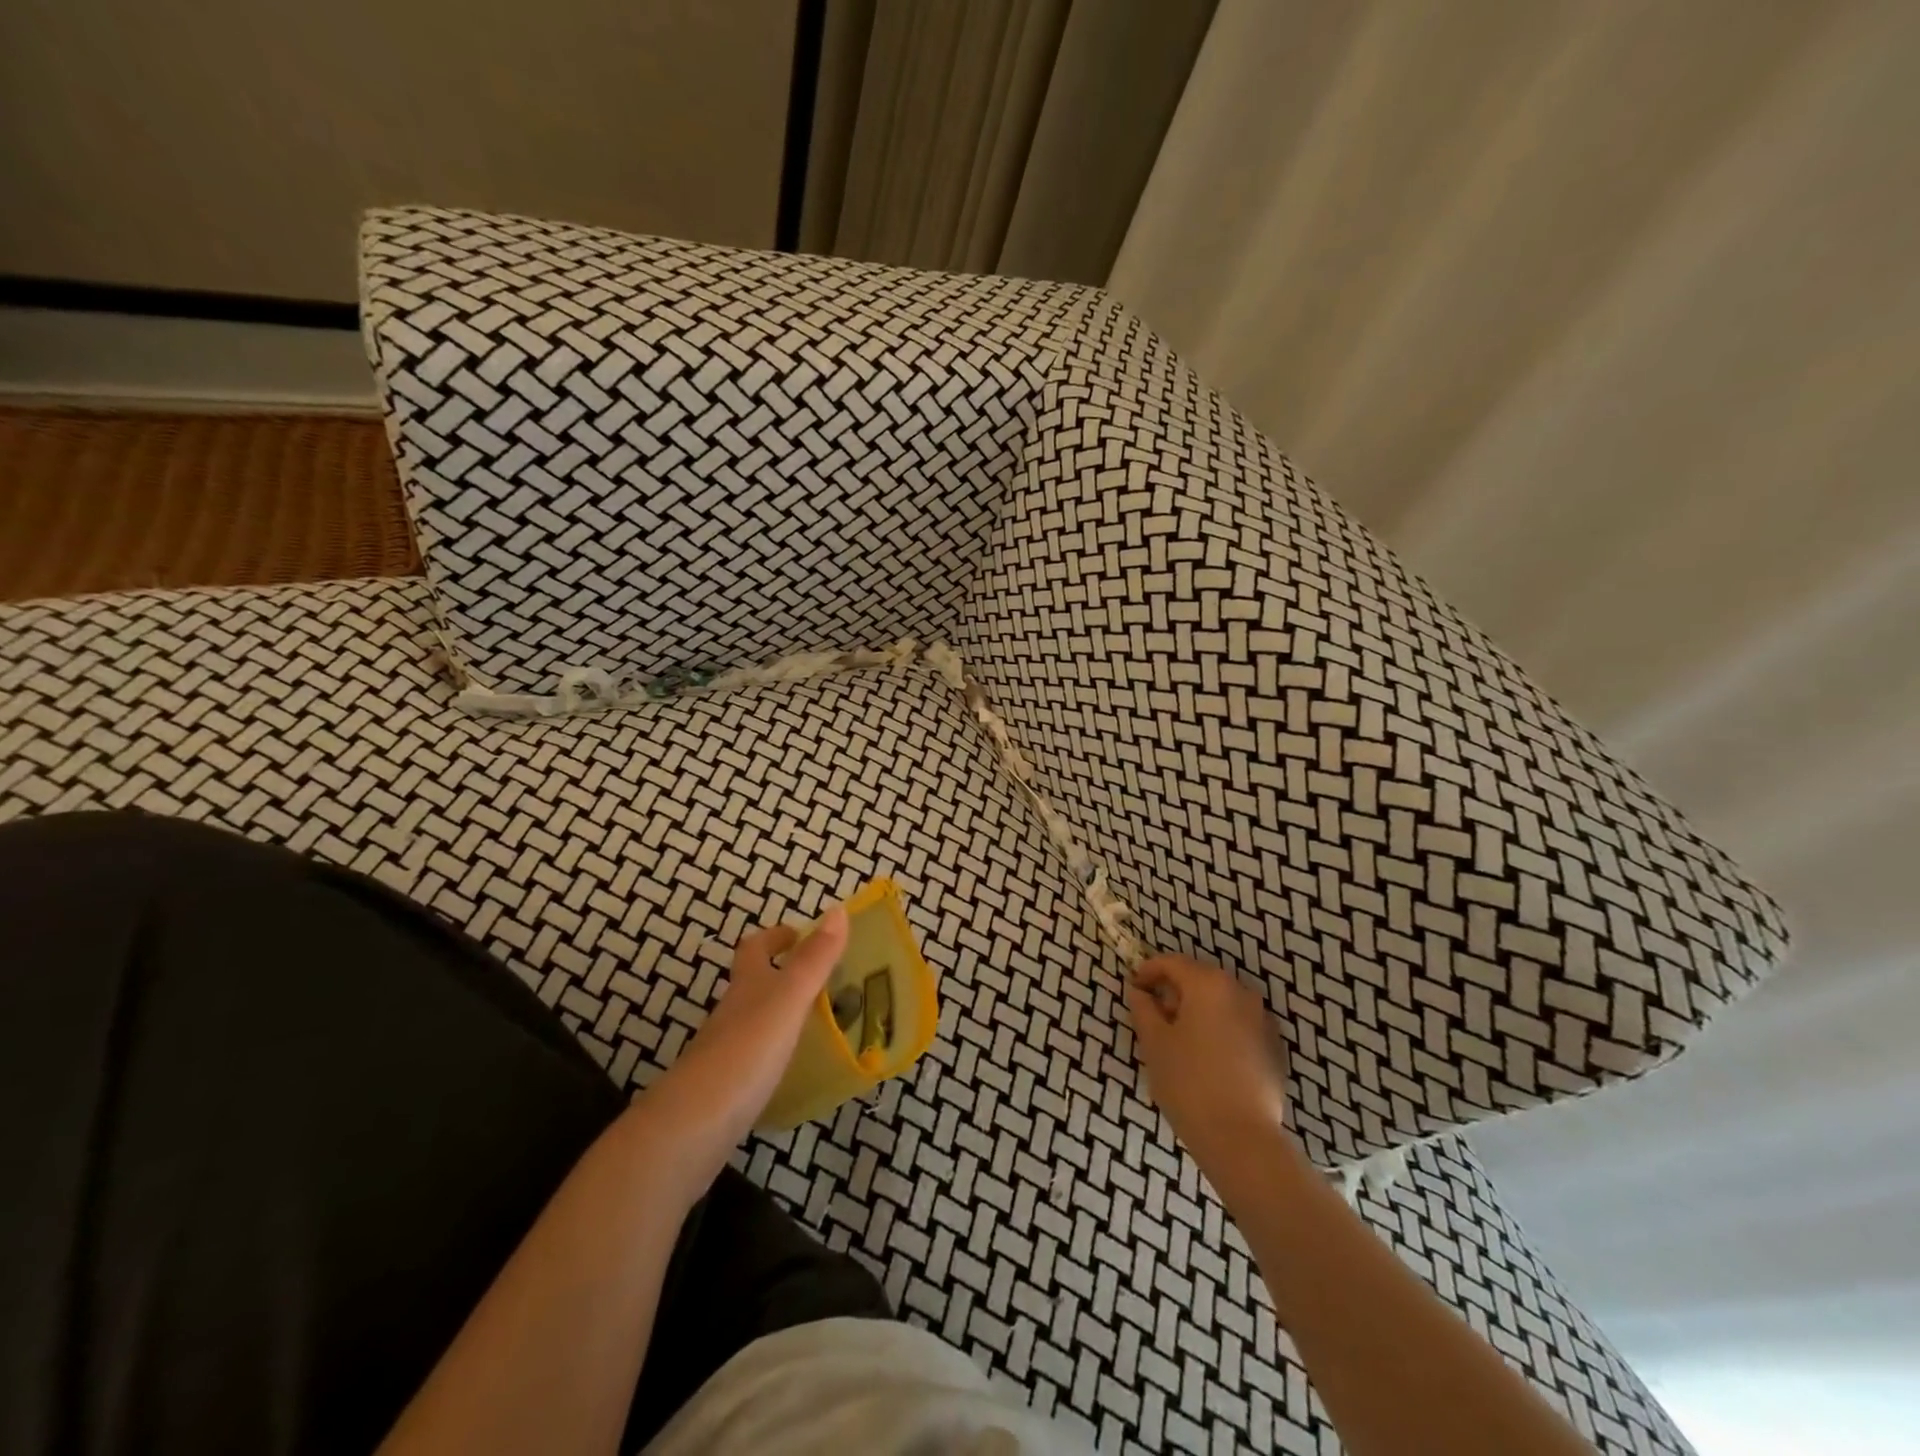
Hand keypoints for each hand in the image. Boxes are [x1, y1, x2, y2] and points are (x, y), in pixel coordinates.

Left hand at [637, 906, 848, 1192]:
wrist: (691, 1128)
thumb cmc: (745, 1053)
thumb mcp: (788, 999)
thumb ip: (814, 959)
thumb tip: (838, 909)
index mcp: (747, 987)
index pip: (755, 948)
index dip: (776, 937)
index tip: (801, 934)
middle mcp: (732, 1014)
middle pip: (752, 984)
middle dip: (781, 975)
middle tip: (822, 980)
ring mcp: (725, 1053)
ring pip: (754, 1023)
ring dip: (782, 1016)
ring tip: (820, 1024)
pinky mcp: (725, 1091)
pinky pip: (754, 1060)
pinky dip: (776, 1055)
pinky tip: (795, 1071)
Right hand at [1127, 954, 1299, 1197]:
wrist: (1242, 1139)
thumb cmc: (1189, 1083)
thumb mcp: (1154, 1043)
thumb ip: (1143, 1008)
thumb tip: (1140, 992)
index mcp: (1209, 984)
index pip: (1172, 963)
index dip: (1148, 971)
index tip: (1134, 989)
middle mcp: (1240, 992)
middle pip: (1199, 979)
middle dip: (1174, 992)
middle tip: (1154, 1017)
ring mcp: (1263, 1019)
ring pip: (1221, 1002)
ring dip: (1198, 1011)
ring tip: (1180, 1040)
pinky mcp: (1274, 1047)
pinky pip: (1239, 1024)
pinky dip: (1220, 1029)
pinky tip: (1207, 1058)